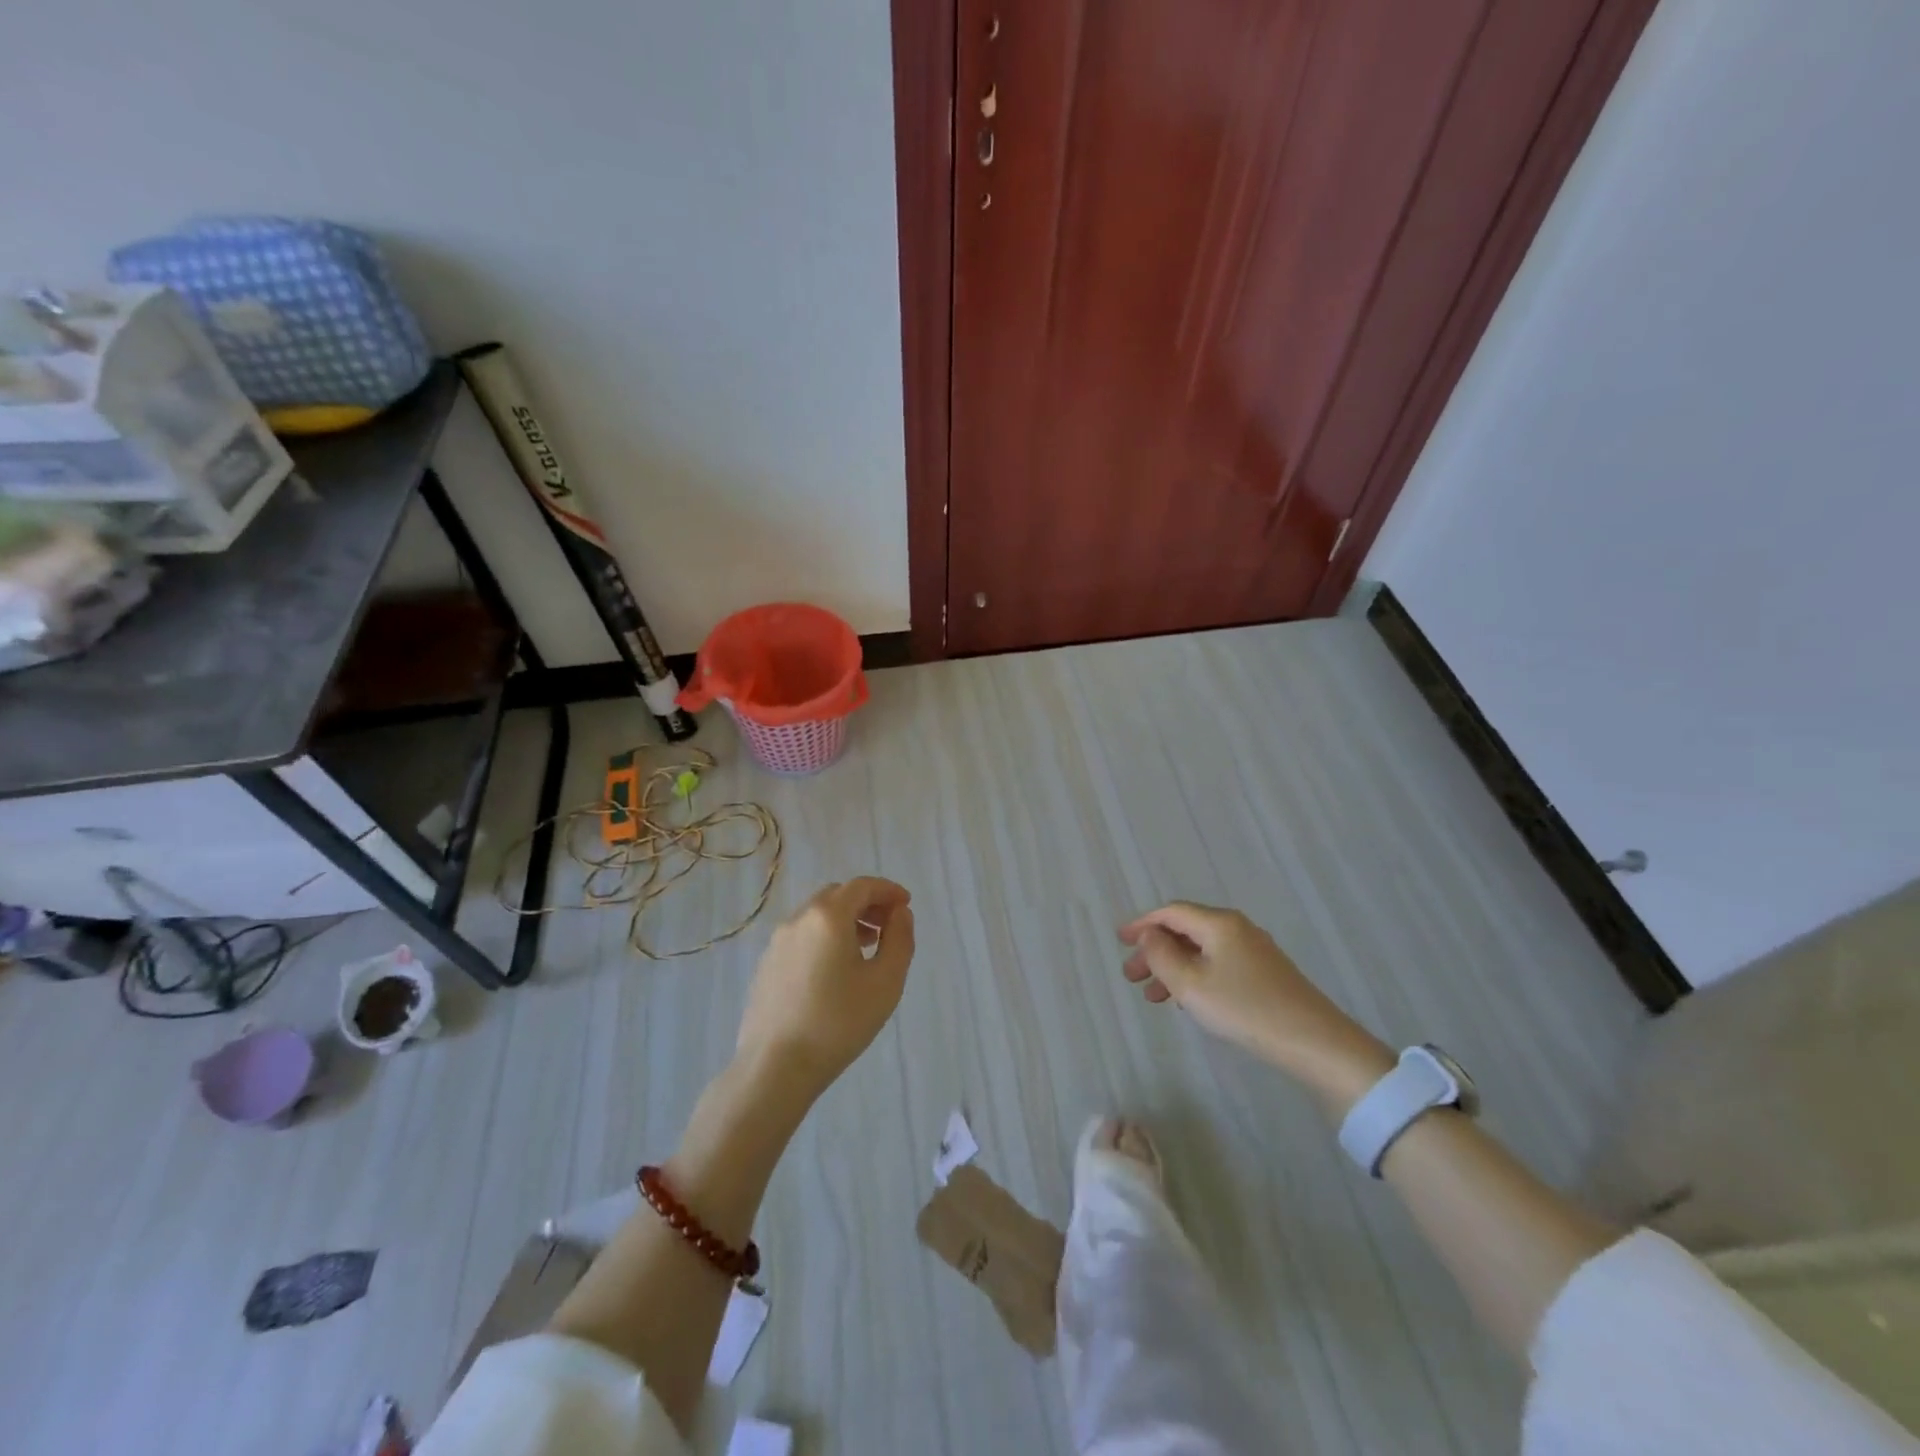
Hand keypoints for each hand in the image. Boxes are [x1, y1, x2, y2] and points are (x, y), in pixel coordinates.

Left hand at [735, 877, 916, 1101]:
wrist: (775, 1067)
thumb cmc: (838, 1022)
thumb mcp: (886, 981)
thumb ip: (899, 939)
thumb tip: (899, 913)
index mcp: (828, 916)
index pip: (862, 886)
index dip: (888, 890)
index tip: (906, 905)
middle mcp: (799, 919)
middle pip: (837, 895)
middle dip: (866, 903)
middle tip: (888, 926)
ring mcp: (777, 942)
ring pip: (817, 916)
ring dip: (844, 921)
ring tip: (865, 948)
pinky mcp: (766, 965)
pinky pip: (802, 937)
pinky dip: (824, 938)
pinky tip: (834, 971)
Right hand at [1118, 901, 1392, 1111]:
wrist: (1314, 1042)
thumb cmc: (1244, 1009)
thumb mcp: (1191, 984)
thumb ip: (1162, 955)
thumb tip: (1148, 934)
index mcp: (1218, 923)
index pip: (1171, 912)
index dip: (1142, 924)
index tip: (1119, 940)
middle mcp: (1236, 928)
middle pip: (1185, 930)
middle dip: (1154, 950)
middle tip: (1131, 977)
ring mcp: (1254, 950)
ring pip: (1201, 949)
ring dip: (1172, 967)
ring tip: (1153, 996)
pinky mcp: (1265, 972)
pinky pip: (1218, 963)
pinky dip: (1195, 975)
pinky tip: (1188, 1000)